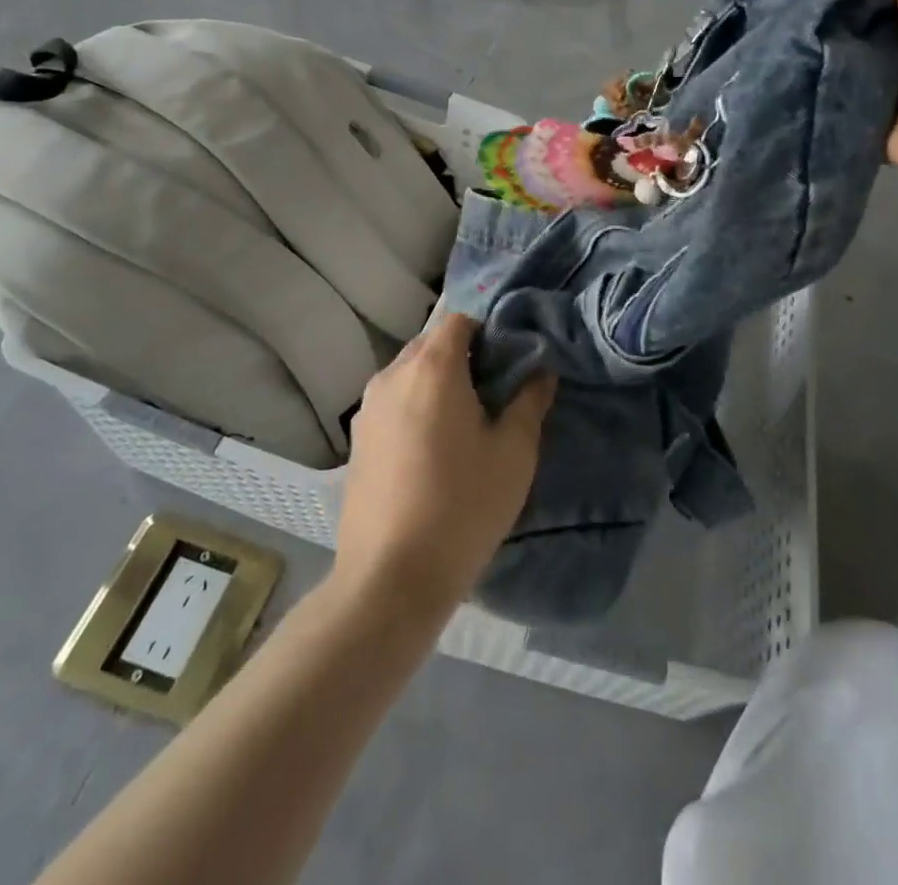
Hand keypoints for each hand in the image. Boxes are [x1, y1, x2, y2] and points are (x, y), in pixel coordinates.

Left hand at [333, 313, 555, 617]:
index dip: (489, 332)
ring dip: (437, 382)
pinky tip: (433, 448)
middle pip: (432, 343)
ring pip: (409, 373)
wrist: (390, 578)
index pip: (460, 320)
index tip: (510, 362)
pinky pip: (393, 402)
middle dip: (464, 356)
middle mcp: (392, 375)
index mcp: (431, 367)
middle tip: (494, 391)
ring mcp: (367, 408)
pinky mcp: (356, 440)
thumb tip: (541, 370)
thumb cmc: (463, 506)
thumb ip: (530, 401)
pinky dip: (415, 406)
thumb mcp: (513, 453)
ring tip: (465, 421)